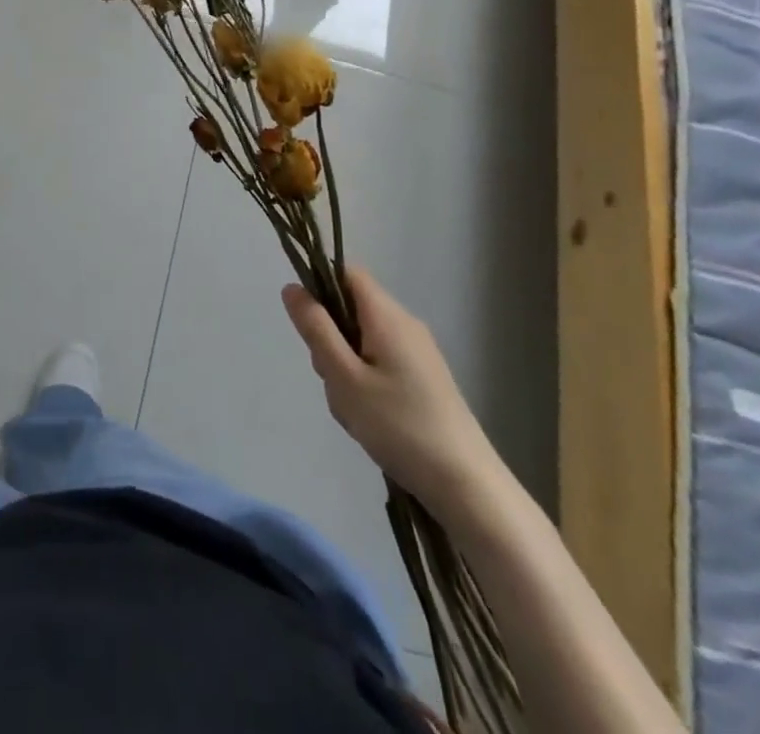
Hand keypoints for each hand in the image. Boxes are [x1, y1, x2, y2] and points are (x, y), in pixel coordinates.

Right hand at [282, 267, 496, 511]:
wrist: (467, 486)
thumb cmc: (399, 425)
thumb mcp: (344, 377)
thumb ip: (316, 329)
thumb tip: (292, 287)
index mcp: (387, 315)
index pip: (347, 272)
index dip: (321, 286)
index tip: (308, 325)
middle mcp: (405, 324)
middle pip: (352, 311)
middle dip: (331, 341)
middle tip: (333, 381)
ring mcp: (419, 353)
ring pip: (363, 343)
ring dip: (346, 370)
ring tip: (354, 411)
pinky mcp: (425, 380)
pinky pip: (381, 365)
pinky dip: (366, 386)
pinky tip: (371, 422)